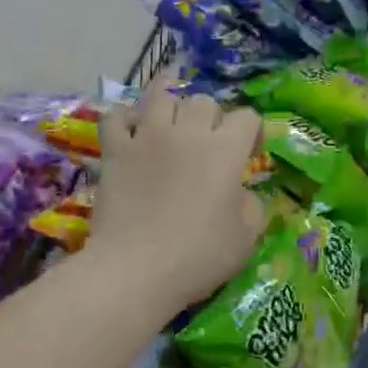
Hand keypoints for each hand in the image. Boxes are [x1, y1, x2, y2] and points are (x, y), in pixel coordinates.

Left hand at [92, 93, 265, 313]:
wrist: (136, 269)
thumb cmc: (198, 256)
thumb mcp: (246, 237)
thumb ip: (252, 205)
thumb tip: (240, 192)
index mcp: (225, 150)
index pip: (247, 118)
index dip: (253, 133)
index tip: (250, 155)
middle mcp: (187, 132)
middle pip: (204, 101)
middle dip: (213, 118)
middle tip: (210, 145)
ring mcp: (146, 137)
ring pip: (161, 98)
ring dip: (172, 109)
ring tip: (172, 129)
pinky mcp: (115, 150)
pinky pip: (116, 116)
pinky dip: (125, 118)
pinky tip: (132, 132)